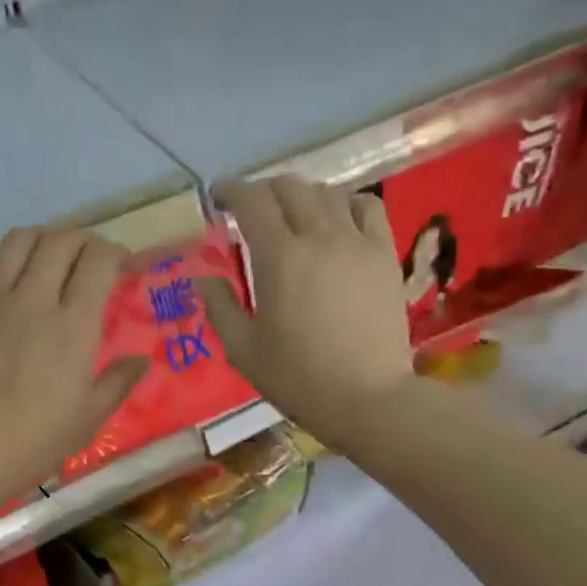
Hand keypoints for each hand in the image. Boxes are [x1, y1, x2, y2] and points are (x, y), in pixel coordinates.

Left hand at [0, 226, 146, 509]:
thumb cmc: (32, 442)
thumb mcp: (88, 419)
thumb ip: (118, 382)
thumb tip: (141, 360)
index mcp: (72, 326)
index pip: (98, 260)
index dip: (115, 252)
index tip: (122, 264)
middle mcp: (33, 298)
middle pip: (61, 240)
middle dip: (83, 241)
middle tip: (90, 260)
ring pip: (19, 240)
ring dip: (43, 240)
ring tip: (49, 258)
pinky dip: (1, 258)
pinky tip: (6, 277)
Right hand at [199, 176, 414, 444]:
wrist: (367, 398)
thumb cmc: (298, 379)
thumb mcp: (243, 351)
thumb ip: (219, 307)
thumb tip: (202, 277)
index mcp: (279, 258)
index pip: (252, 202)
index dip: (232, 190)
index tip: (219, 196)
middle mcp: (319, 236)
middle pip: (290, 187)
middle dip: (264, 192)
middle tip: (253, 212)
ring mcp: (357, 242)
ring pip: (328, 192)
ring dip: (303, 197)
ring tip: (294, 218)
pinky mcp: (384, 254)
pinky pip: (367, 207)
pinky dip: (346, 204)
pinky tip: (338, 221)